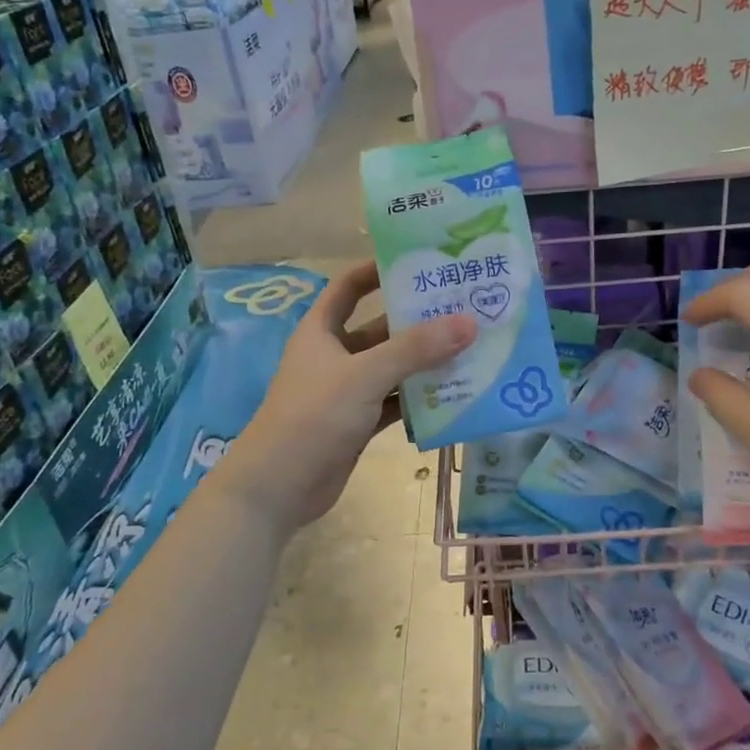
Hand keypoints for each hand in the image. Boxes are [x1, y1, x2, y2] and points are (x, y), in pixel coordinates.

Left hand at [211, 261, 476, 533]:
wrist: (278, 487)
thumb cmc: (313, 416)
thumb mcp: (365, 375)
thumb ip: (415, 349)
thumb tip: (468, 322)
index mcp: (322, 331)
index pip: (349, 287)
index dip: (378, 270)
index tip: (419, 262)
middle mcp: (334, 355)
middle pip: (380, 329)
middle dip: (417, 321)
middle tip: (464, 309)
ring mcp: (347, 392)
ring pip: (392, 368)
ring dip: (424, 362)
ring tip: (471, 348)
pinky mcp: (358, 423)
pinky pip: (394, 402)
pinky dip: (418, 399)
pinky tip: (454, 394)